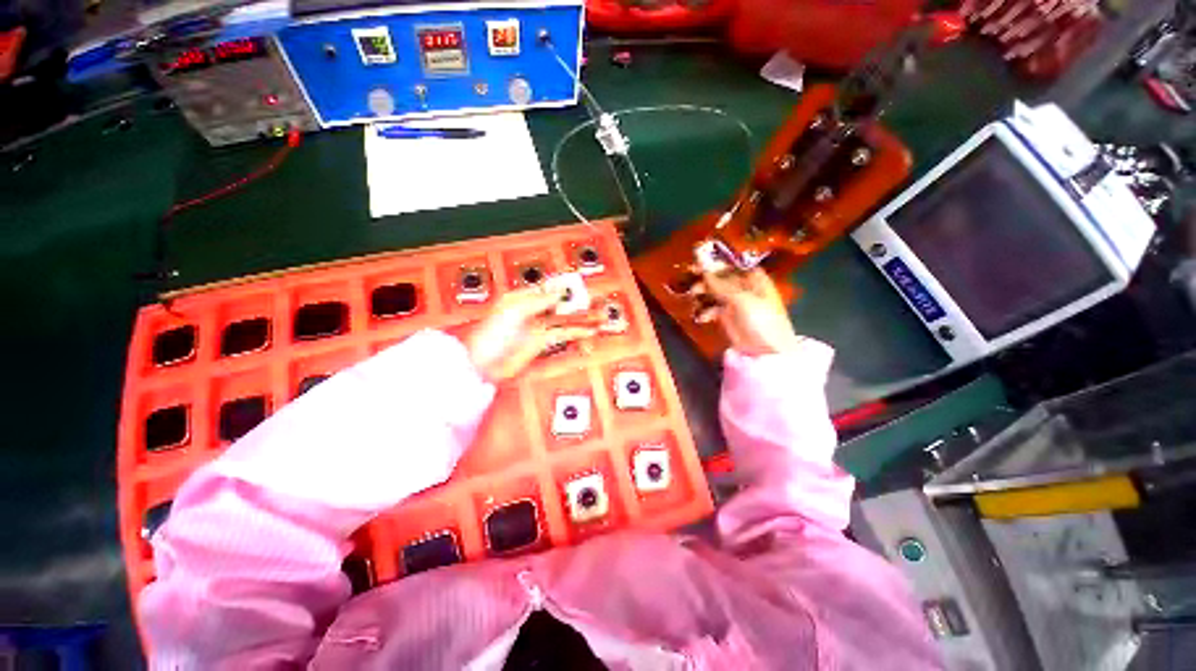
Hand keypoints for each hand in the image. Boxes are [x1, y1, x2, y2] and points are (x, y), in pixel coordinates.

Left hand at [465, 284, 599, 382]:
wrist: (483, 364)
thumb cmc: (490, 336)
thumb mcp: (514, 311)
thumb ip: (539, 300)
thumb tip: (558, 292)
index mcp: (520, 298)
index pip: (547, 287)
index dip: (564, 285)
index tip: (580, 284)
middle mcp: (531, 310)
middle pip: (559, 302)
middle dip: (577, 301)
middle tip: (595, 299)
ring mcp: (538, 326)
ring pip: (564, 318)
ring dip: (581, 317)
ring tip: (598, 315)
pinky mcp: (542, 342)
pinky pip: (563, 334)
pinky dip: (576, 332)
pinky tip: (588, 331)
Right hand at [692, 267, 804, 356]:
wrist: (767, 351)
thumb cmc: (761, 321)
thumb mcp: (741, 300)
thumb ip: (720, 284)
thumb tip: (703, 266)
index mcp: (753, 278)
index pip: (731, 263)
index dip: (716, 260)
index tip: (698, 260)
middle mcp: (743, 286)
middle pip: (720, 276)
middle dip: (705, 276)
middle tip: (689, 276)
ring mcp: (734, 301)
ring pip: (713, 290)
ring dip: (702, 292)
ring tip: (693, 296)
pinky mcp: (726, 315)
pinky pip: (711, 307)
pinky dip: (705, 310)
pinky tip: (701, 316)